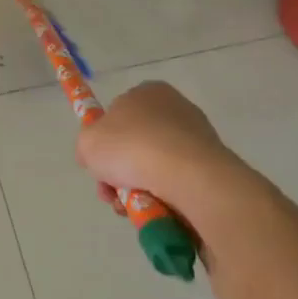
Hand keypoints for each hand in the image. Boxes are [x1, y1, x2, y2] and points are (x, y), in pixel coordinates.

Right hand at [76, 81, 231, 208]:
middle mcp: (175, 108)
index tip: (98, 163)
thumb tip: (93, 156)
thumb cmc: (131, 147)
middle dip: (118, 172)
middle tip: (110, 192)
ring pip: (153, 166)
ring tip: (130, 205)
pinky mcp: (211, 164)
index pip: (117, 114)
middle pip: (133, 144)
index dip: (103, 140)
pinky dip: (161, 194)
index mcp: (146, 92)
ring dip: (135, 187)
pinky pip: (175, 180)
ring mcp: (196, 136)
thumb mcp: (87, 142)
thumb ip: (86, 145)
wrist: (187, 176)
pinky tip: (153, 206)